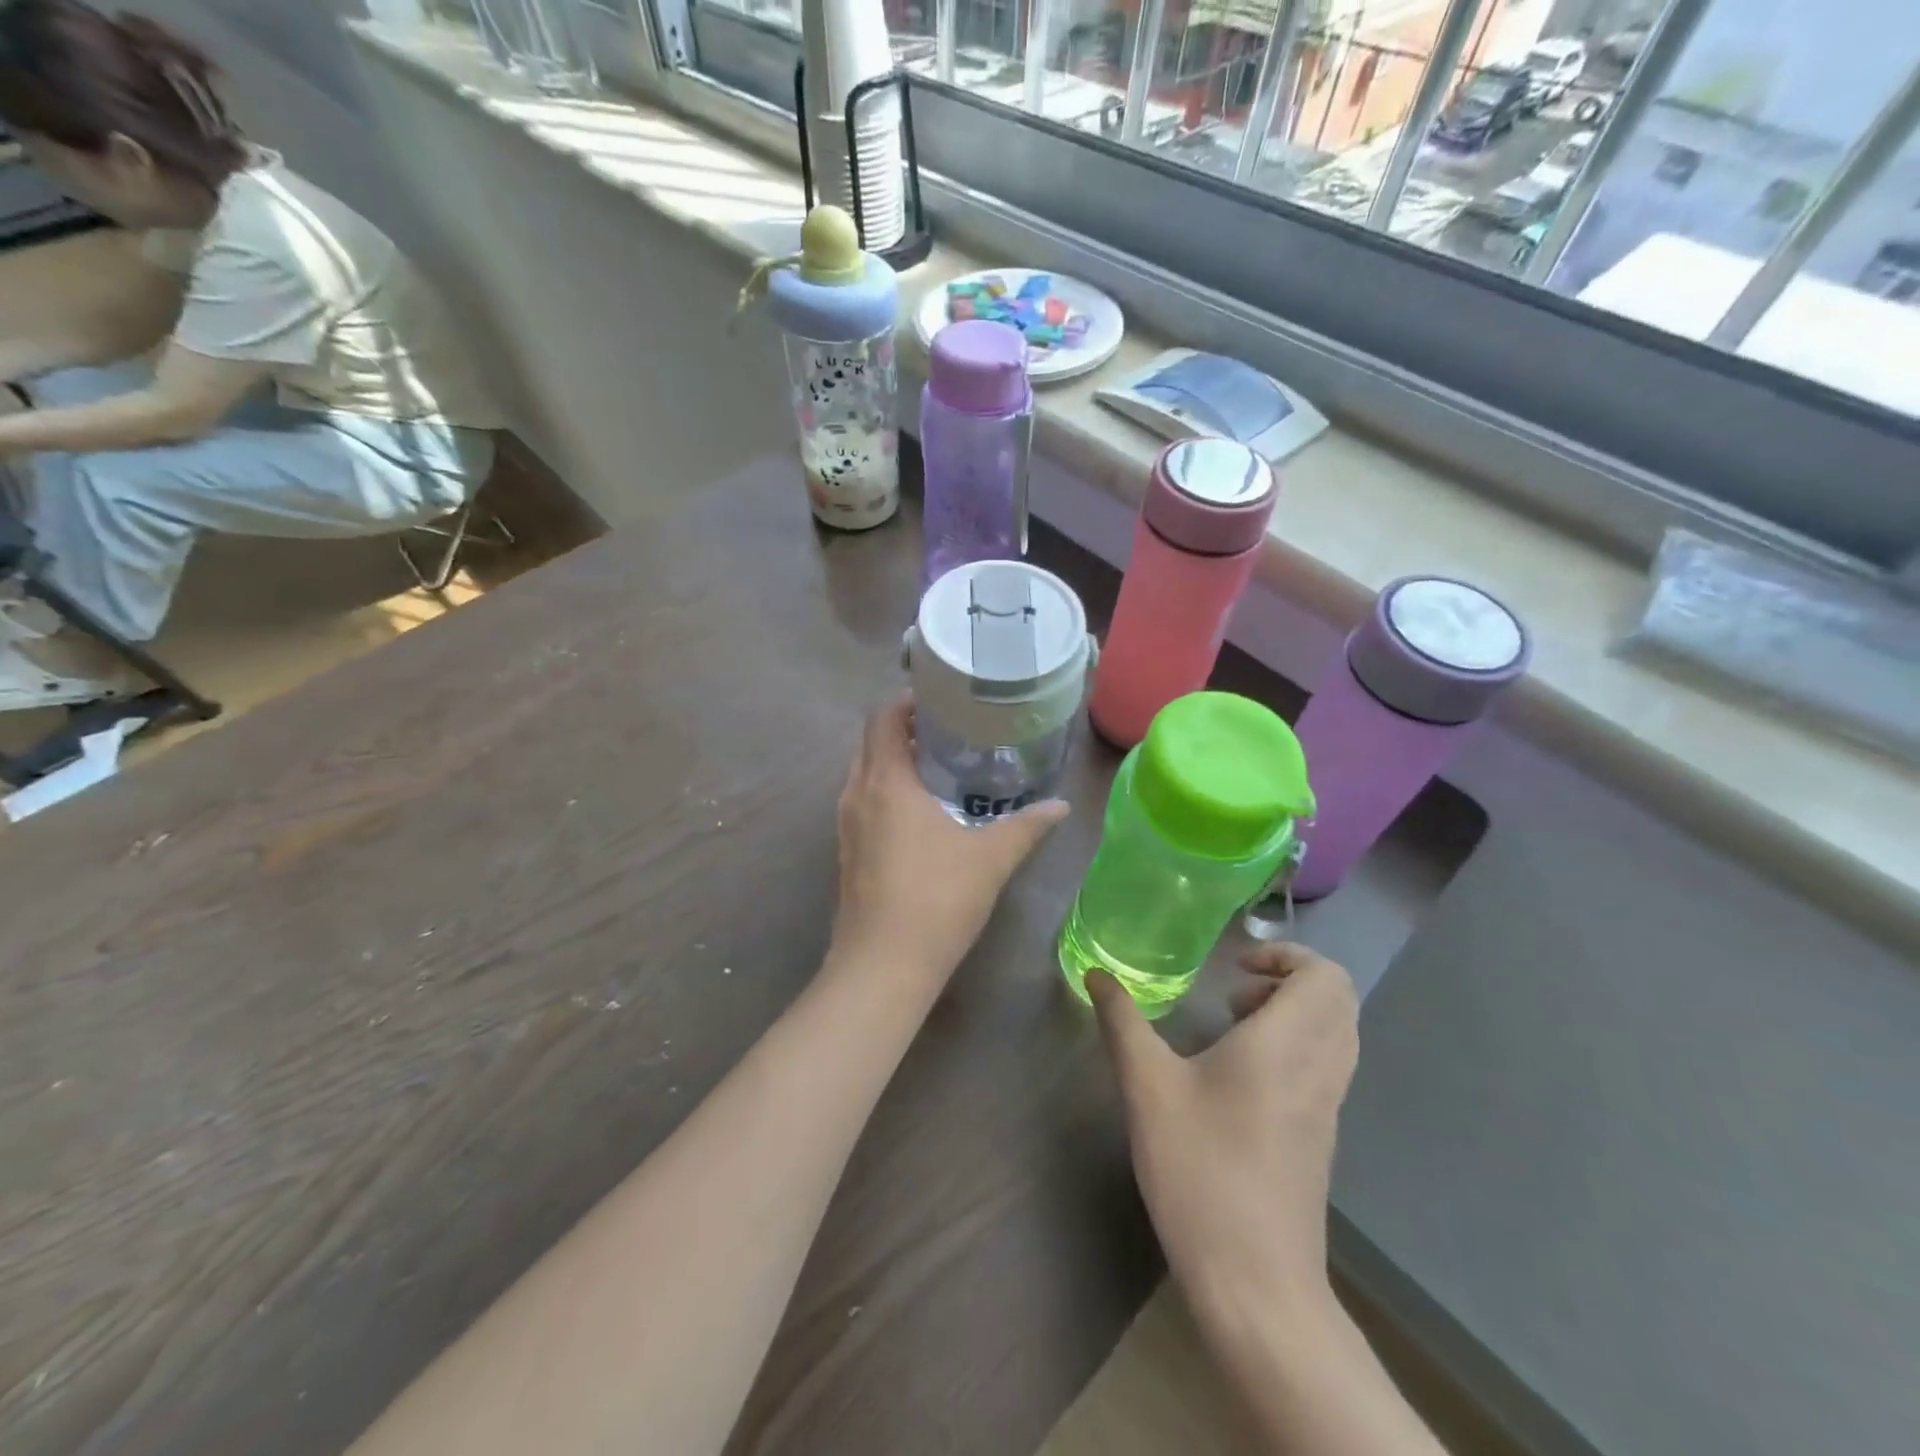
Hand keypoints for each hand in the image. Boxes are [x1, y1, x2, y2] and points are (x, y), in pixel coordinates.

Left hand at [830, 695, 1068, 987]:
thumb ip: (1027, 826)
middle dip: (904, 728)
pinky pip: (863, 802)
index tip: (942, 700)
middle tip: (949, 731)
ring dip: (893, 761)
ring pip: (864, 773)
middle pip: (871, 741)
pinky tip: (921, 814)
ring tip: (938, 767)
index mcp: (886, 781)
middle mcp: (857, 794)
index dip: (908, 700)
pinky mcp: (846, 852)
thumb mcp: (991, 858)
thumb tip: (1061, 806)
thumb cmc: (937, 899)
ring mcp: (846, 825)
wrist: (882, 966)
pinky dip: (886, 791)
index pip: (883, 717)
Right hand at [1090, 944, 1358, 1318]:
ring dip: (1293, 1012)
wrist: (1257, 1283)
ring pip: (1337, 1033)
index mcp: (1286, 1045)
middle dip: (1289, 978)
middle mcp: (1319, 1067)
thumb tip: (1097, 974)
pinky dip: (1296, 1046)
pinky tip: (1241, 1075)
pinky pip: (1327, 1065)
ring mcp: (1327, 1106)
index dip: (1287, 955)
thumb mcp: (1147, 1088)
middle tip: (1234, 993)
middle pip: (1338, 999)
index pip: (1326, 976)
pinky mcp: (1322, 1137)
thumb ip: (1122, 1022)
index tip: (1236, 967)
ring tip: (1235, 1027)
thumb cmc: (1200, 1170)